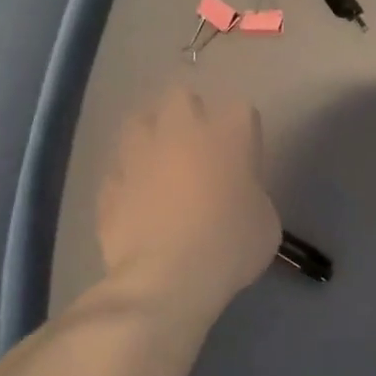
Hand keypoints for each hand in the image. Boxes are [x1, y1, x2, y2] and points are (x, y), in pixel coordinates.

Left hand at [98, 87, 280, 309]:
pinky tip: (135, 201)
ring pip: (138, 123)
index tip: (244, 156)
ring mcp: (138, 157)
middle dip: (189, 114)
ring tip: (158, 163)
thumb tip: (238, 195)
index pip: (241, 111)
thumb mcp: (265, 222)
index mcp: (228, 136)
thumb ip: (251, 194)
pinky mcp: (110, 187)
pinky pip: (118, 172)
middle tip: (198, 146)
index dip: (243, 132)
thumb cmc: (231, 245)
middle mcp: (180, 133)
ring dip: (150, 137)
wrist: (169, 277)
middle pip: (181, 97)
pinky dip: (127, 181)